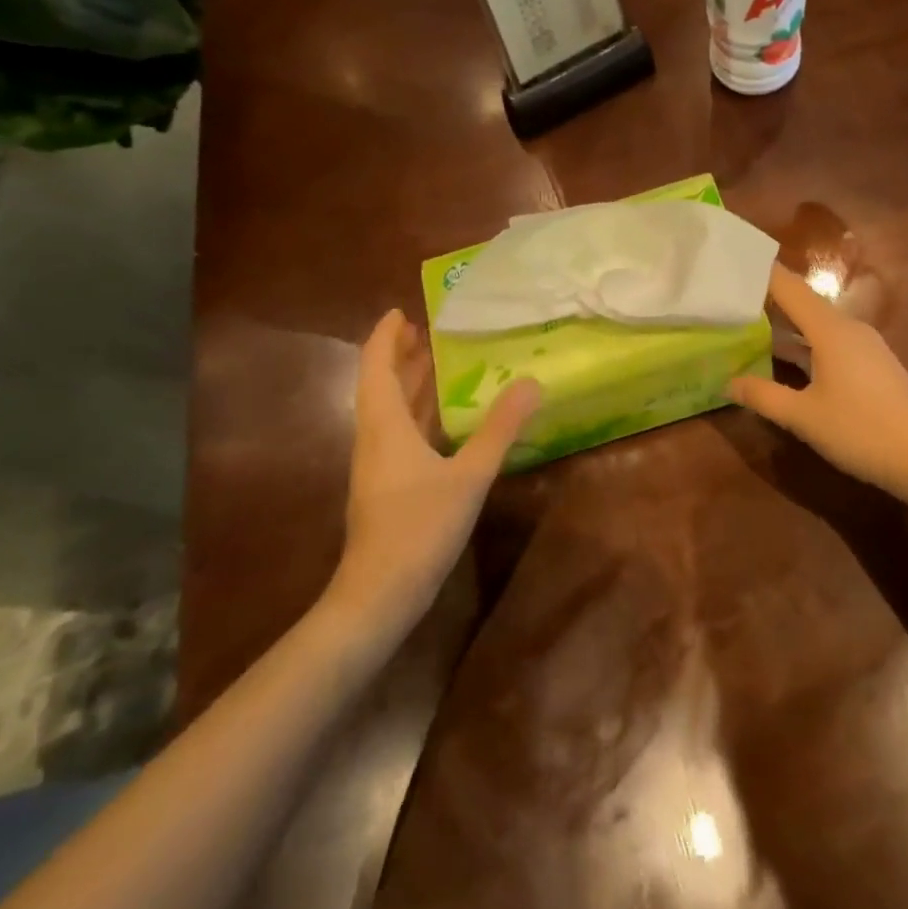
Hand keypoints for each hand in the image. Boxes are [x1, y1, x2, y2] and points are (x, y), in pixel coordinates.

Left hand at [326, 308, 539, 641]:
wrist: (378, 597)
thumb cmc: (419, 528)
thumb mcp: (469, 475)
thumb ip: (500, 428)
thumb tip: (532, 382)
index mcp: (385, 425)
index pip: (376, 365)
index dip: (386, 336)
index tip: (404, 311)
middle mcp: (375, 438)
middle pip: (381, 385)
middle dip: (401, 356)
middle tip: (429, 332)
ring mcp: (377, 465)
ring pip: (389, 411)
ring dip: (408, 384)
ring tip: (436, 363)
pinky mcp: (386, 487)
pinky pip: (399, 434)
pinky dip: (417, 414)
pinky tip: (443, 421)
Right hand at [728, 265, 907, 507]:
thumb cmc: (860, 430)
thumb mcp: (803, 416)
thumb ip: (762, 396)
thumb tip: (727, 382)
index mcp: (830, 330)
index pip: (789, 288)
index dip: (761, 275)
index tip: (732, 268)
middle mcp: (848, 328)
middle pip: (803, 302)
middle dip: (769, 299)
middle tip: (731, 299)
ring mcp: (865, 345)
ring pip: (817, 324)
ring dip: (787, 323)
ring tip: (751, 325)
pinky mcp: (873, 364)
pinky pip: (831, 340)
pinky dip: (805, 342)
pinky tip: (788, 358)